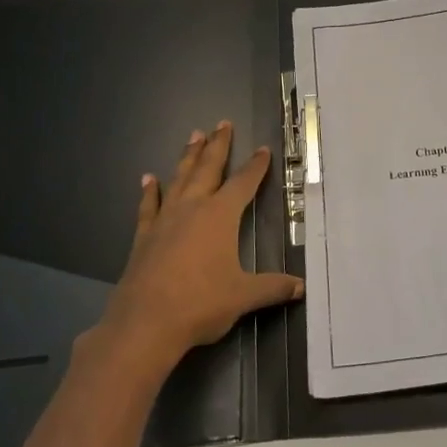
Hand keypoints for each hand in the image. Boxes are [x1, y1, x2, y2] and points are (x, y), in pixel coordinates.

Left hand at [95, 122, 302, 376]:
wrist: (145, 324)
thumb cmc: (201, 304)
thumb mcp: (244, 296)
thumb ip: (273, 288)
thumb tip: (301, 287)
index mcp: (220, 216)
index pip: (243, 183)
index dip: (255, 166)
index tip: (262, 149)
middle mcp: (192, 209)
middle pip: (207, 169)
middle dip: (217, 146)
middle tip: (222, 123)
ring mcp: (165, 221)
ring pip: (179, 179)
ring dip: (188, 157)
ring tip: (193, 135)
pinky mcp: (144, 237)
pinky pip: (149, 206)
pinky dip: (150, 191)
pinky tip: (148, 179)